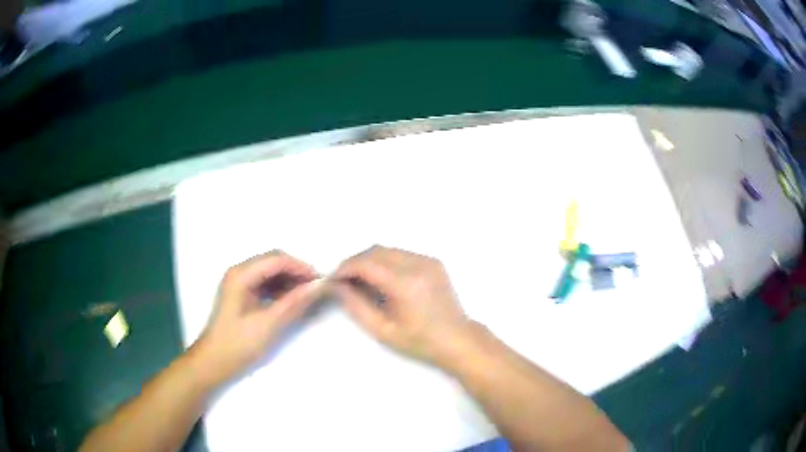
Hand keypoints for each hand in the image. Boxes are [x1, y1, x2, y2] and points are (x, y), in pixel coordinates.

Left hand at [193, 251, 321, 386]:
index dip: (300, 267)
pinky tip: (291, 301)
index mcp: (241, 275)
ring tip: (306, 296)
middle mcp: (239, 272)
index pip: (276, 259)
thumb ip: (293, 303)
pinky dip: (280, 289)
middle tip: (315, 289)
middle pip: (273, 262)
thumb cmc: (238, 343)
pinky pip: (265, 283)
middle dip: (296, 273)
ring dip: (289, 281)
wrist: (215, 362)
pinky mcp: (242, 294)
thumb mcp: (268, 324)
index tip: (321, 282)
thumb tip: (318, 286)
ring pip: (270, 272)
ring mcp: (239, 282)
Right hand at [332, 246, 473, 364]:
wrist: (457, 339)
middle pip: (375, 250)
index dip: (345, 268)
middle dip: (355, 262)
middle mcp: (418, 264)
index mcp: (405, 283)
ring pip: (387, 249)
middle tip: (343, 280)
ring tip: (360, 281)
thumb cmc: (419, 341)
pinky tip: (382, 279)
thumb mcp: (382, 330)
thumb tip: (336, 286)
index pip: (366, 263)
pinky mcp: (433, 261)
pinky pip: (401, 253)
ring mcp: (428, 260)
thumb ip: (355, 306)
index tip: (333, 279)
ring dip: (369, 260)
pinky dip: (385, 261)